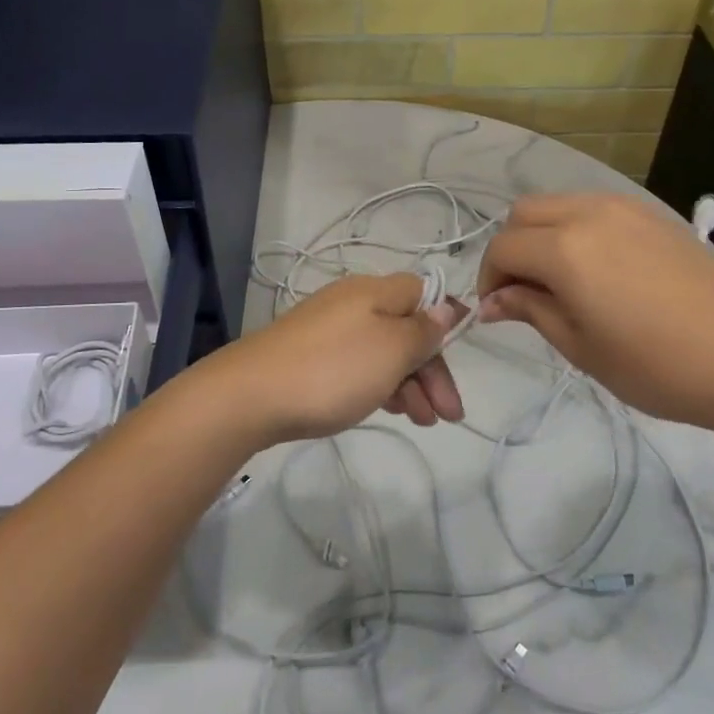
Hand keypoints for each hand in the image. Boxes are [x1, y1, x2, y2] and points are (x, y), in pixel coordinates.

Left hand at [189, 274, 463, 447]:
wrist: (250, 395)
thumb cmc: (333, 370)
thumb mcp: (391, 350)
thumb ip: (423, 330)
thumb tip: (445, 308)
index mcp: (375, 291)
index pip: (424, 294)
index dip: (446, 321)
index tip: (463, 354)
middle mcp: (353, 302)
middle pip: (405, 328)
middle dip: (432, 369)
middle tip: (447, 414)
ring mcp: (327, 329)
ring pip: (382, 351)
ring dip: (409, 383)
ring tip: (421, 421)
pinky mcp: (309, 355)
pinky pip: (357, 364)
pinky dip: (378, 384)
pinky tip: (386, 408)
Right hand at [477, 194, 713, 431]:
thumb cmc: (658, 365)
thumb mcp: (582, 347)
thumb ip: (531, 311)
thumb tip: (492, 302)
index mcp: (565, 248)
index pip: (503, 248)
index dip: (489, 279)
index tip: (497, 311)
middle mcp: (589, 212)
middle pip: (525, 213)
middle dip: (511, 249)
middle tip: (523, 294)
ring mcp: (626, 208)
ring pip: (560, 204)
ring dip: (544, 235)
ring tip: (560, 282)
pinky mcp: (654, 214)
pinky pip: (595, 209)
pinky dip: (577, 230)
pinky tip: (599, 270)